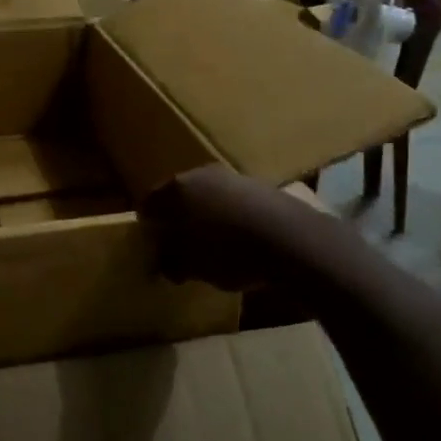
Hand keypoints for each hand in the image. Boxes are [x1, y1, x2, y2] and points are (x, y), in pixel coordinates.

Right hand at [139, 165, 318, 290]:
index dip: (148, 225)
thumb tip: (163, 262)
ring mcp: (233, 177)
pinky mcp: (262, 187)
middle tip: (178, 243)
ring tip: (211, 244)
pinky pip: (234, 203)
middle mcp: (201, 174)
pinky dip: (230, 217)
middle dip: (177, 218)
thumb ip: (170, 261)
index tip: (152, 244)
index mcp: (177, 189)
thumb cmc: (229, 252)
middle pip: (179, 195)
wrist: (292, 240)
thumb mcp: (192, 266)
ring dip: (206, 216)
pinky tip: (239, 239)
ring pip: (209, 197)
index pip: (149, 203)